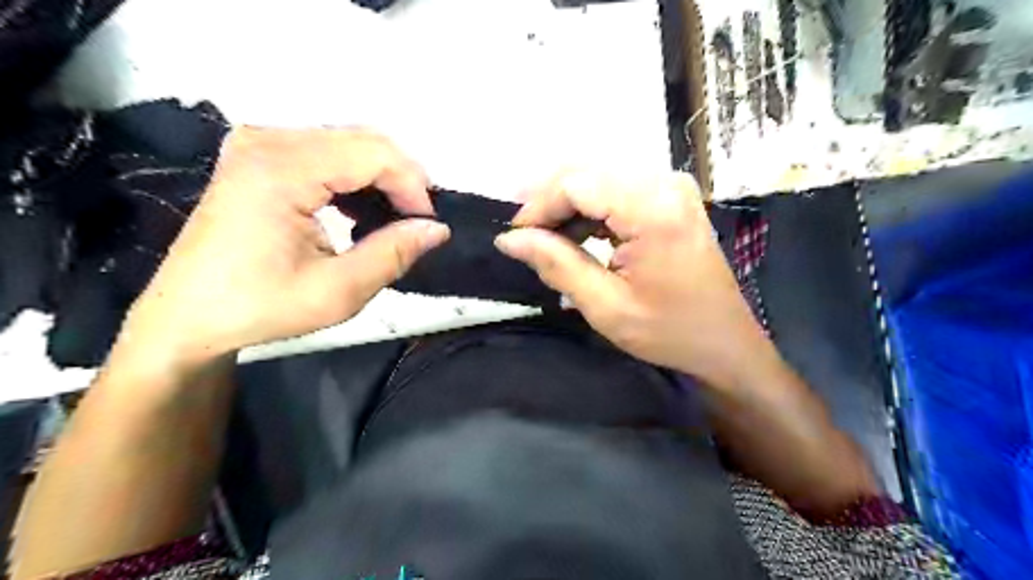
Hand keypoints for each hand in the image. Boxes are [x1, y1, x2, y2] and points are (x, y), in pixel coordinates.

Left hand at [114, 127, 449, 370]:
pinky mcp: (258, 155)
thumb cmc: (260, 307)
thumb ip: (393, 254)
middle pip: (363, 139)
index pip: (373, 154)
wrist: (188, 314)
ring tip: (394, 218)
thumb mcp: (338, 291)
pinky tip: (359, 209)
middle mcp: (268, 142)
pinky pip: (326, 150)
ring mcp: (259, 144)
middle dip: (402, 178)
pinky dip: (355, 176)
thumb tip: (437, 229)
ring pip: (348, 142)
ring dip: (381, 176)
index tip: (428, 225)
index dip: (412, 186)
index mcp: (281, 170)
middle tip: (417, 221)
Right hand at [495, 171, 769, 389]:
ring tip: (544, 236)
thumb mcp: (606, 307)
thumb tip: (510, 239)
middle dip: (548, 199)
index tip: (514, 237)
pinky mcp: (672, 196)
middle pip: (587, 170)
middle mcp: (665, 183)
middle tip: (522, 233)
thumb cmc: (668, 332)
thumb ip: (557, 265)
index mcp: (653, 209)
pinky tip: (576, 233)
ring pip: (599, 175)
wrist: (725, 342)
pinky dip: (590, 206)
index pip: (577, 183)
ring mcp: (672, 185)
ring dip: (566, 202)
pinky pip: (618, 186)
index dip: (538, 205)